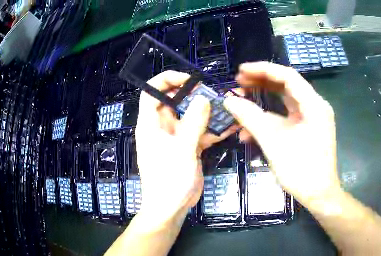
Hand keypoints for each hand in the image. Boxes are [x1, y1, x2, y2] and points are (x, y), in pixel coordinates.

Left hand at [135, 71, 235, 229]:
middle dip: (194, 95)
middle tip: (215, 94)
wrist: (171, 207)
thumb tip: (203, 98)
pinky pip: (200, 132)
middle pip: (175, 101)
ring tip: (227, 108)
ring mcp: (176, 137)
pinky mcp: (188, 147)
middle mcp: (162, 126)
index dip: (167, 80)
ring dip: (207, 113)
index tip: (189, 79)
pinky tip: (230, 127)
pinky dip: (213, 130)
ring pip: (191, 116)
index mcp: (151, 123)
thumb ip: (193, 123)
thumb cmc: (168, 180)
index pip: (151, 92)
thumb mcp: (181, 150)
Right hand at [224, 62, 340, 203]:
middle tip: (238, 82)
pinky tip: (249, 129)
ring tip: (240, 99)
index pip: (287, 76)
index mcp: (314, 105)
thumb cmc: (300, 169)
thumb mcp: (273, 141)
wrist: (318, 195)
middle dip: (261, 82)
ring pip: (284, 100)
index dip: (263, 70)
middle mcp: (315, 107)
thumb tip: (228, 100)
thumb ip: (250, 117)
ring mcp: (311, 118)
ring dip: (262, 100)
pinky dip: (268, 118)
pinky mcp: (306, 129)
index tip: (241, 70)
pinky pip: (286, 116)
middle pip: (286, 85)